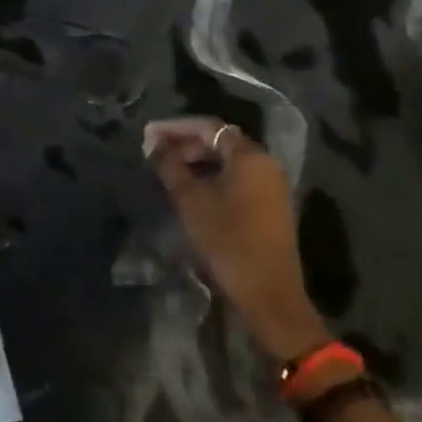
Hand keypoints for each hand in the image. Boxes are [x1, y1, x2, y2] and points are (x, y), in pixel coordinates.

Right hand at [143, 117, 328, 361]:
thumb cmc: (226, 239)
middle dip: (186, 144)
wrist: (268, 294)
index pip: (208, 127)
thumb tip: (153, 142)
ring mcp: (272, 186)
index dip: (175, 128)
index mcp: (249, 156)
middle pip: (220, 142)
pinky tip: (192, 189)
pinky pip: (238, 179)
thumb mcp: (190, 199)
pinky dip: (213, 177)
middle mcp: (266, 164)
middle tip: (156, 153)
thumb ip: (169, 164)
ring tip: (169, 171)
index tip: (149, 135)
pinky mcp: (271, 206)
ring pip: (229, 162)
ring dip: (198, 161)